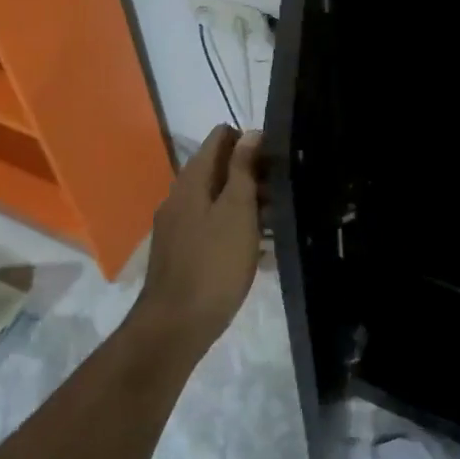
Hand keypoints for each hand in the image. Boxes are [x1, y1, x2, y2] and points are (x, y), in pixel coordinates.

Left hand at [134, 124, 262, 349]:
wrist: (175, 325)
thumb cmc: (214, 263)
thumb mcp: (237, 211)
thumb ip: (243, 169)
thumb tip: (251, 133)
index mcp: (192, 179)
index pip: (220, 137)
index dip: (250, 142)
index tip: (277, 162)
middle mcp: (180, 195)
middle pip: (220, 168)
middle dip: (253, 176)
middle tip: (283, 197)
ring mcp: (178, 224)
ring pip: (218, 199)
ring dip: (247, 205)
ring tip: (277, 225)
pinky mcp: (182, 250)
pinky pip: (213, 227)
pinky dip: (235, 229)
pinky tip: (258, 252)